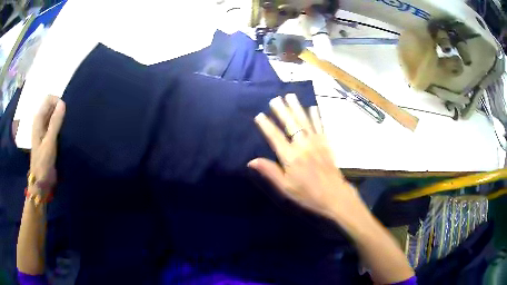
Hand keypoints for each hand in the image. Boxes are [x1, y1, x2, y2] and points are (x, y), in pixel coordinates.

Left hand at [29, 95, 65, 195]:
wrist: (41, 182)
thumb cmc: (43, 163)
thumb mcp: (49, 142)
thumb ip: (55, 123)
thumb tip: (63, 103)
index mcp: (38, 120)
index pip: (48, 99)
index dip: (57, 102)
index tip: (65, 113)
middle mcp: (40, 122)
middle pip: (51, 106)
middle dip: (60, 109)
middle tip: (66, 122)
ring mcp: (44, 130)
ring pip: (53, 116)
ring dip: (61, 118)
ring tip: (67, 128)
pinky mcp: (48, 138)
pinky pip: (55, 125)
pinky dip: (60, 126)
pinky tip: (64, 133)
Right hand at [248, 94, 363, 220]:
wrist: (334, 195)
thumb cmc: (308, 194)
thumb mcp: (285, 187)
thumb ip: (270, 172)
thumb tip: (251, 161)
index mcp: (290, 157)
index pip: (275, 137)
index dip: (266, 126)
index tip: (260, 115)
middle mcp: (302, 146)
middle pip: (290, 124)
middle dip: (282, 110)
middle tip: (275, 99)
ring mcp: (316, 143)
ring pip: (305, 121)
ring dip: (297, 108)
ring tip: (290, 96)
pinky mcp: (326, 144)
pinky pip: (320, 126)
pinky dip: (316, 116)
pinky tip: (313, 107)